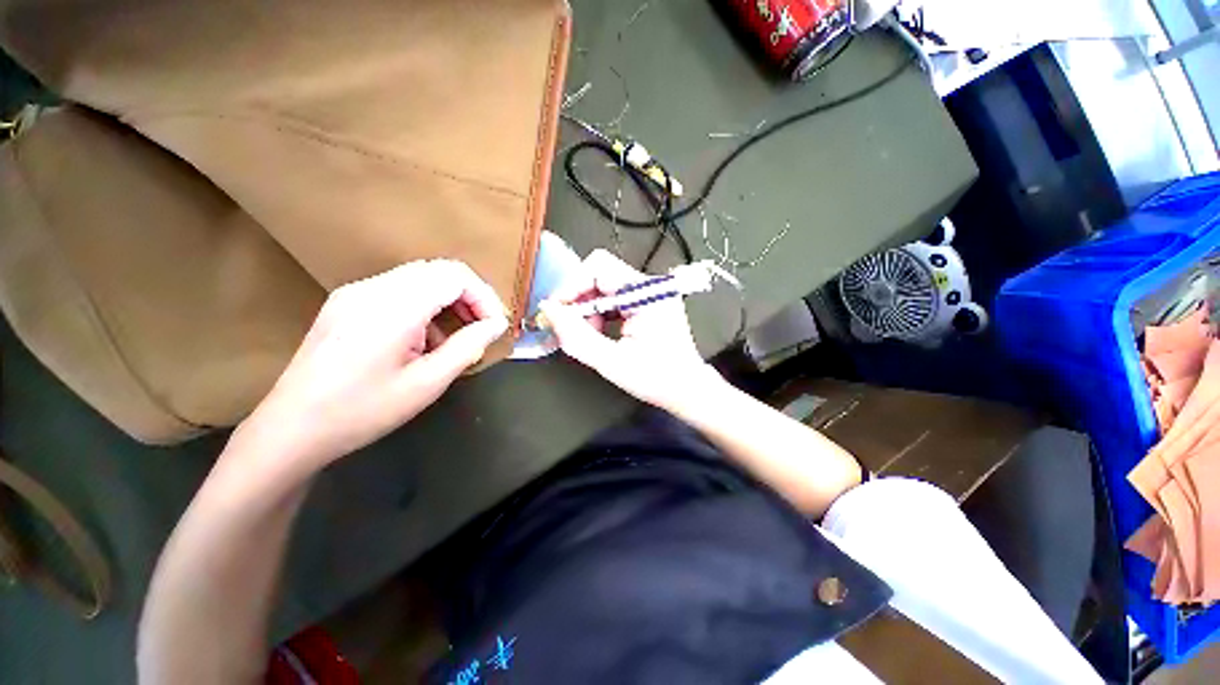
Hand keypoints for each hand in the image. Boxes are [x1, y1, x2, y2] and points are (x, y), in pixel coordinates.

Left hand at [237, 260, 508, 472]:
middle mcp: (373, 288)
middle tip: (481, 329)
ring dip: (447, 301)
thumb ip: (468, 347)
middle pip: (438, 270)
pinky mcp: (345, 303)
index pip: (454, 275)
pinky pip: (398, 290)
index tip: (494, 326)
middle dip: (469, 296)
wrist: (292, 428)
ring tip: (454, 339)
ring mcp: (355, 293)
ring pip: (419, 278)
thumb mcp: (427, 383)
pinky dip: (424, 306)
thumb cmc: (363, 410)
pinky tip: (421, 340)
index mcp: (394, 306)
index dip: (484, 296)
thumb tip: (496, 325)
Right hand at [542, 250, 724, 410]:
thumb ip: (577, 337)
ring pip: (604, 284)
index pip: (599, 268)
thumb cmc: (657, 379)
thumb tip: (549, 311)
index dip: (572, 286)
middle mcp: (651, 286)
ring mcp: (650, 292)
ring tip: (589, 333)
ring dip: (588, 307)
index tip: (556, 310)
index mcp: (649, 294)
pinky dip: (599, 311)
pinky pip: (613, 296)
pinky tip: (598, 331)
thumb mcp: (612, 362)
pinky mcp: (647, 301)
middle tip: (571, 326)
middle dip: (579, 298)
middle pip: (600, 273)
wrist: (686, 389)